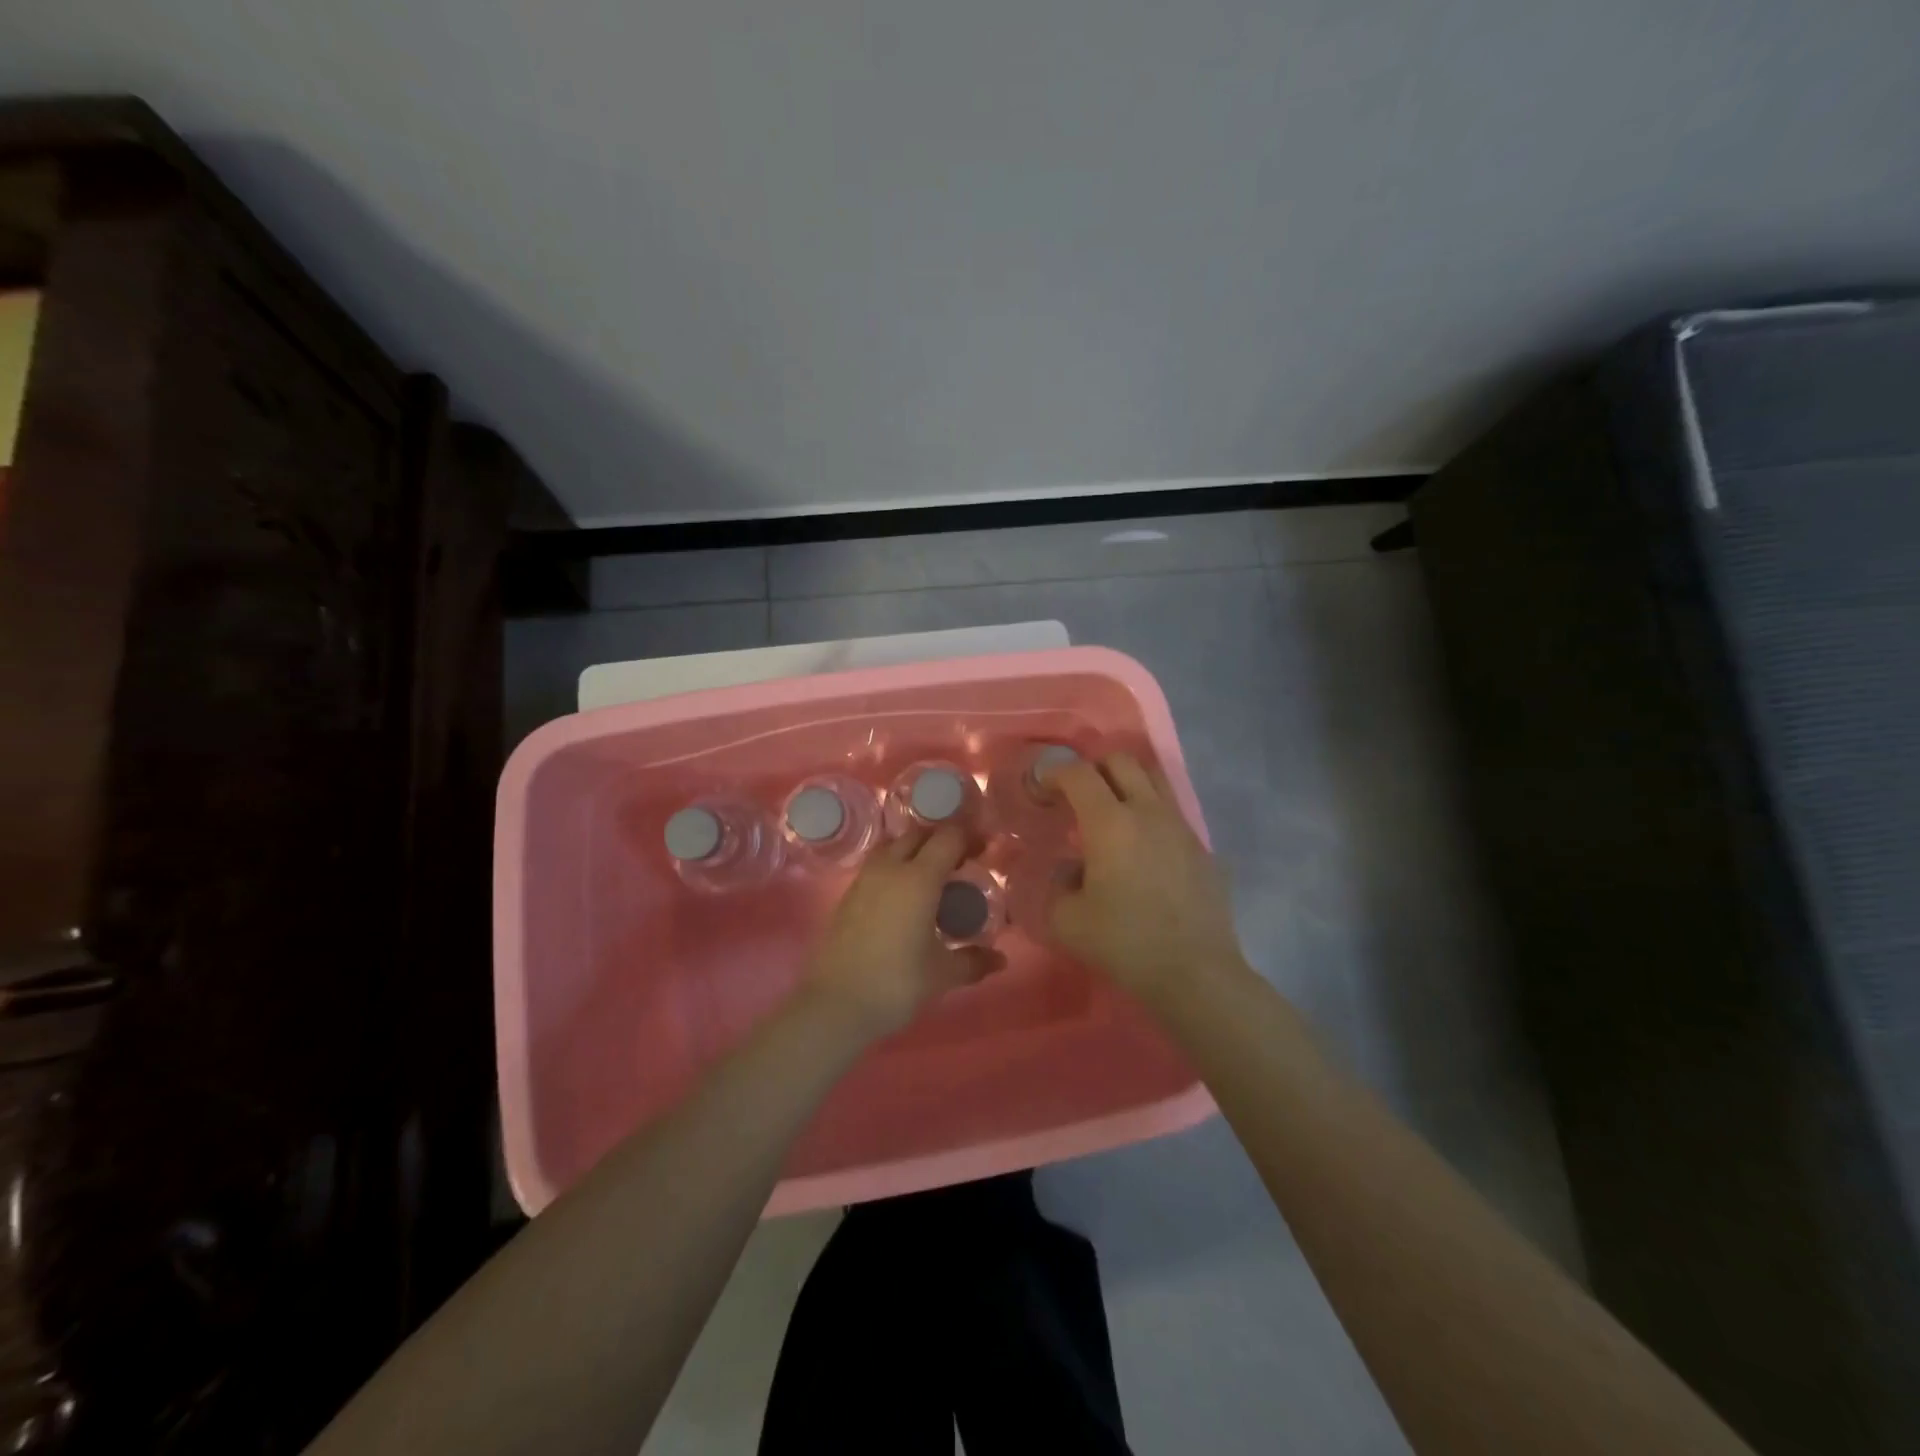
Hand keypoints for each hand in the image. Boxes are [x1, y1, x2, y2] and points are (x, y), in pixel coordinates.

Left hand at [805, 825, 1002, 1037]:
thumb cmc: (896, 982)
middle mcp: (890, 868)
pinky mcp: (848, 896)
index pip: (948, 838)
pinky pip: (877, 867)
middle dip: (941, 842)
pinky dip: (895, 869)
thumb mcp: (942, 974)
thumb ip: (973, 961)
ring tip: (932, 879)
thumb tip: (1000, 958)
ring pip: (893, 847)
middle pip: (919, 835)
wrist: (836, 1003)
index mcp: (919, 878)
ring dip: (915, 852)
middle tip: (960, 864)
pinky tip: (905, 899)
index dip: (969, 838)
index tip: (984, 851)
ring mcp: (864, 880)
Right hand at [1049, 754, 1247, 1002]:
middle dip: (1092, 769)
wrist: (1194, 971)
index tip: (1041, 791)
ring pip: (1153, 778)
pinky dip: (1150, 813)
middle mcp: (1147, 811)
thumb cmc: (1124, 942)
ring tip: (1112, 810)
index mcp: (1110, 822)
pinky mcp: (1201, 846)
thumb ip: (1054, 886)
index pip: (1078, 774)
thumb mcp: (1066, 920)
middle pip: (1120, 761)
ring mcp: (1180, 825)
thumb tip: (1065, 871)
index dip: (1053, 774)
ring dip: (1127, 782)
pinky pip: (1171, 811)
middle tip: (1076, 795)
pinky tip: (1142, 848)